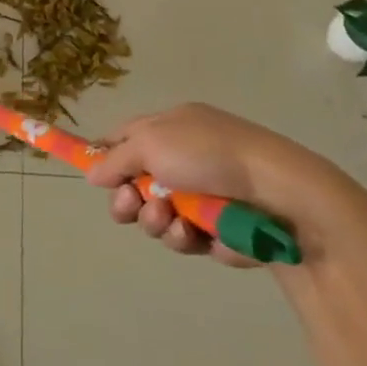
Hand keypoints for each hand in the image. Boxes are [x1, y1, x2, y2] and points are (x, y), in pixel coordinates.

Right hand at [85, 103, 366, 264]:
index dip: (105, 154)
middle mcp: (182, 159)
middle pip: (133, 183)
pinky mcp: (213, 230)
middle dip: (125, 197)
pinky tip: (191, 232)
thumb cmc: (209, 155)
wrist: (276, 195)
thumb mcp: (151, 142)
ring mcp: (198, 196)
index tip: (89, 173)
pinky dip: (181, 236)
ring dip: (152, 219)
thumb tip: (93, 173)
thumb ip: (116, 159)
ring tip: (167, 217)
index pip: (126, 137)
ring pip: (153, 215)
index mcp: (171, 127)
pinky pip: (181, 237)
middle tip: (130, 203)